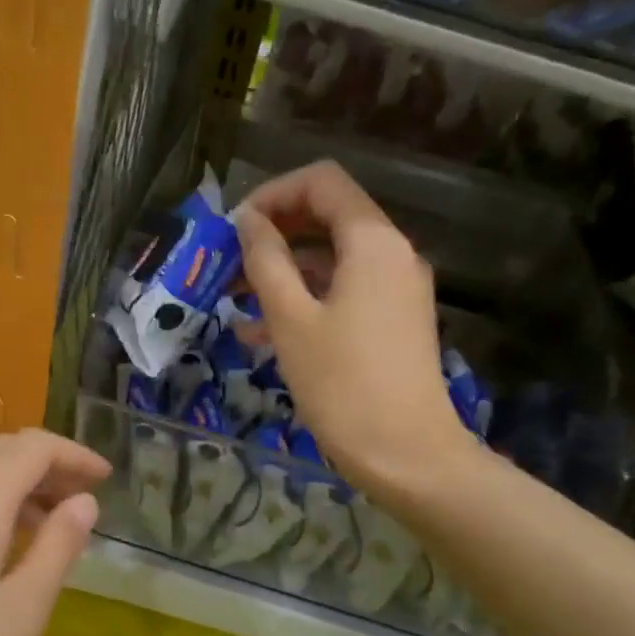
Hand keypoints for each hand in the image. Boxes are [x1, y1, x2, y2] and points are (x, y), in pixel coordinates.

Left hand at [0, 431, 107, 635]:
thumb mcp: (21, 611)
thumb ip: (57, 548)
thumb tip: (84, 502)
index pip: (32, 448)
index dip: (73, 455)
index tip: (106, 479)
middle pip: (1, 452)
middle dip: (48, 464)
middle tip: (84, 498)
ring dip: (20, 485)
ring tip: (53, 525)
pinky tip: (5, 549)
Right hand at [234, 160, 473, 495]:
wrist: (406, 453)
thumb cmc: (342, 383)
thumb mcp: (290, 319)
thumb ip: (266, 260)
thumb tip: (248, 220)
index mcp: (372, 241)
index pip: (322, 182)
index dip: (273, 193)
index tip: (234, 229)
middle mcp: (393, 254)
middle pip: (328, 218)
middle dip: (274, 235)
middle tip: (228, 264)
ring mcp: (397, 290)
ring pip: (333, 260)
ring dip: (284, 272)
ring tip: (235, 301)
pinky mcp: (394, 323)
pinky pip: (344, 294)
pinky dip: (306, 300)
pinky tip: (262, 333)